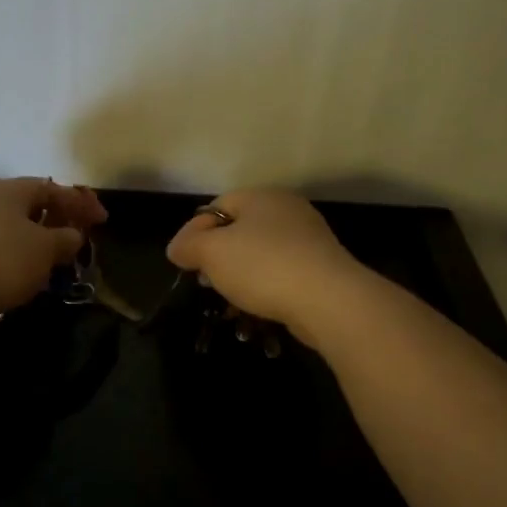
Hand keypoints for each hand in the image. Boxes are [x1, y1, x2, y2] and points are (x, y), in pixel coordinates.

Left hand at [0, 177, 107, 319]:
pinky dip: (10, 259)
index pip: (52, 188)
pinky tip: (18, 277)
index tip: (102, 220)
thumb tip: (72, 235)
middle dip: (54, 221)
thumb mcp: (44, 250)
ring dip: (32, 243)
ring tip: (50, 262)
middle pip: (27, 206)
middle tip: (75, 239)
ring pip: (8, 230)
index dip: (80, 202)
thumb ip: (64, 240)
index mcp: (8, 190)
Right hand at [166, 189, 367, 342]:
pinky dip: (266, 289)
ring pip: (260, 255)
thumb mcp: (211, 252)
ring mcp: (308, 240)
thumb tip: (177, 248)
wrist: (328, 300)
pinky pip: (281, 275)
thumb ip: (188, 245)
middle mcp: (287, 211)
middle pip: (239, 231)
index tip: (186, 262)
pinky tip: (258, 309)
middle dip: (218, 257)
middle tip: (207, 282)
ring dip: (241, 277)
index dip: (195, 232)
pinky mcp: (321, 268)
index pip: (216, 206)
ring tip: (231, 301)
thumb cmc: (263, 267)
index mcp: (262, 197)